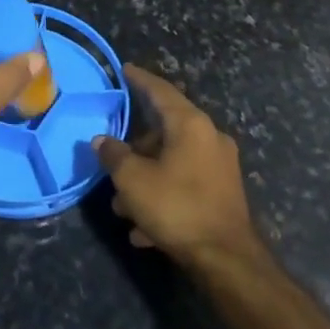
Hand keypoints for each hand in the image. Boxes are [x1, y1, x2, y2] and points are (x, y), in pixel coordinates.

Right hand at [97, 64, 257, 266]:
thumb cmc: (176, 207)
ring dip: (146, 179)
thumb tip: (102, 141)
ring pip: (172, 162)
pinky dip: (164, 196)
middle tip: (113, 162)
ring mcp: (220, 166)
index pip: (160, 91)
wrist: (227, 259)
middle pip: (165, 131)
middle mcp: (209, 137)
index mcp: (190, 124)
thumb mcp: (133, 180)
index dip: (140, 79)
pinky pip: (185, 185)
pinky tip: (144, 229)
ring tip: (123, 207)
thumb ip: (114, 155)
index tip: (125, 69)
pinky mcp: (224, 193)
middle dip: (135, 150)